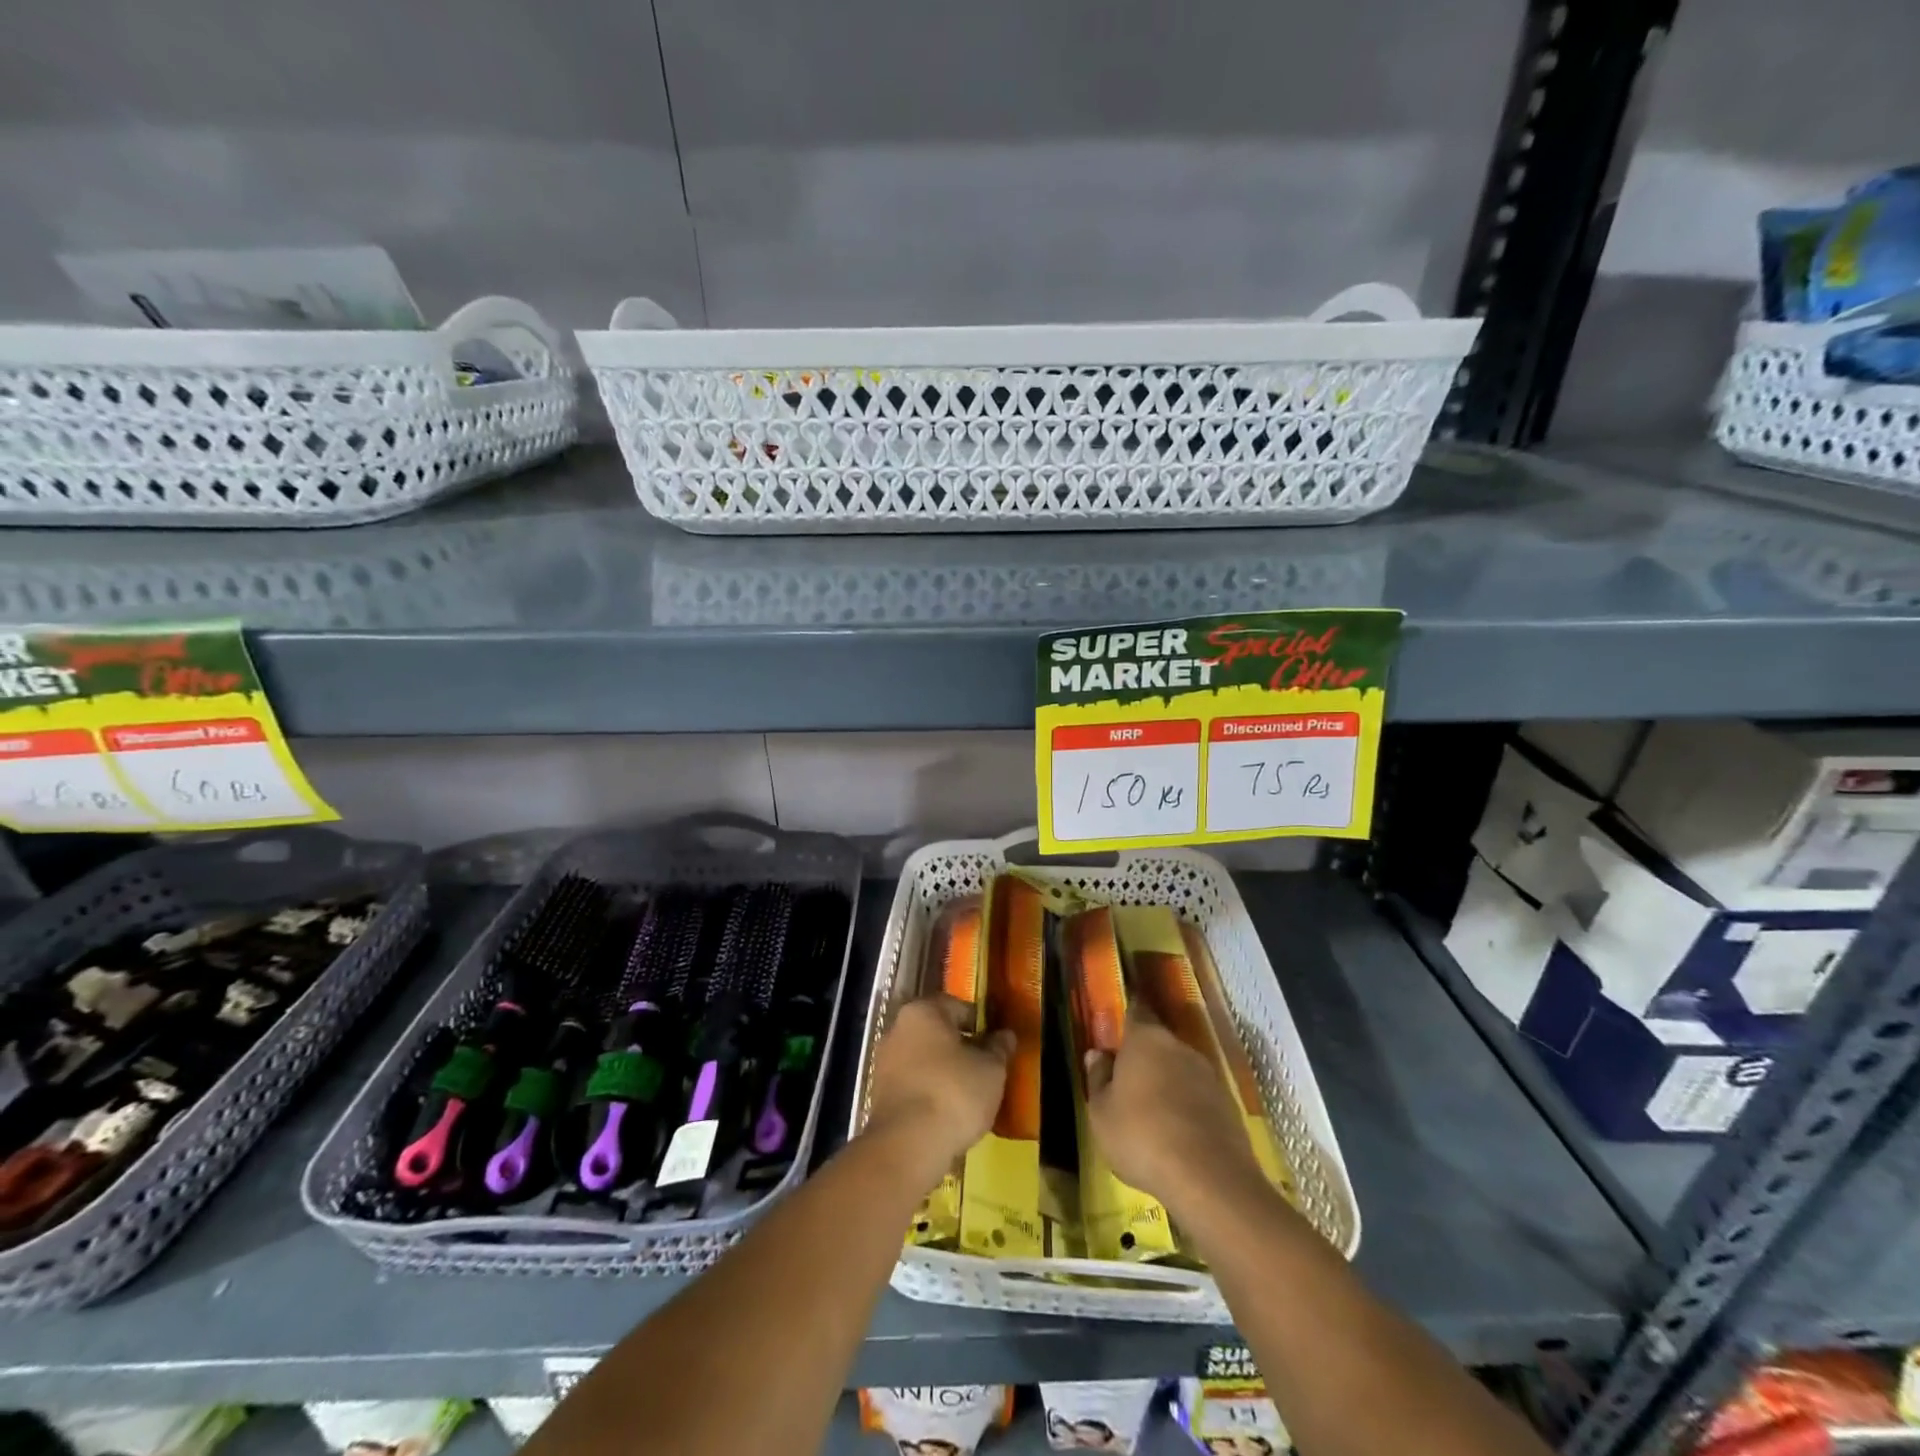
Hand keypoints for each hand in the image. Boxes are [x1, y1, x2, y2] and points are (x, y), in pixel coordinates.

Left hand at [865, 996, 1013, 1183]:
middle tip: (985, 1068)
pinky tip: (947, 1112)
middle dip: (960, 1047)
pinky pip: (912, 1084)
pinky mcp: (879, 1094)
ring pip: (923, 1059)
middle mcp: (897, 1029)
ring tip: (969, 1094)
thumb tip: (1005, 1035)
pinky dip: (929, 1092)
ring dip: (943, 1071)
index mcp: (923, 1012)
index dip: (980, 1024)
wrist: (907, 1146)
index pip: (957, 1006)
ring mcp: (884, 1062)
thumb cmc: (954, 1094)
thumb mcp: (991, 1070)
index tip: (996, 1044)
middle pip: (937, 1032)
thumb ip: (999, 1048)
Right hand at [1083, 1006, 1261, 1214]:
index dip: (1128, 1013)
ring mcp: (1208, 1075)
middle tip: (1129, 1078)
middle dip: (1145, 1056)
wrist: (1209, 1178)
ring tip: (1152, 1112)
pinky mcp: (1228, 1105)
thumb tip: (1097, 1054)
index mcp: (1145, 1039)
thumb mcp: (1101, 1112)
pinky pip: (1198, 1096)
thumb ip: (1098, 1078)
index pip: (1136, 1011)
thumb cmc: (1141, 1135)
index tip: (1121, 1019)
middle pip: (1159, 1042)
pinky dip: (1186, 1106)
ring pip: (1180, 1069)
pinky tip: (1177, 1133)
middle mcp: (1179, 1047)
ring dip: (1167, 1082)